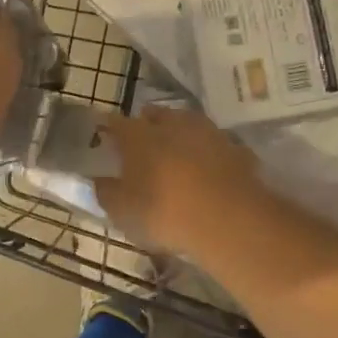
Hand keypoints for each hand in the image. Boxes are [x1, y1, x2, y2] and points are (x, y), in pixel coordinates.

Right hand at [93, 107, 262, 257]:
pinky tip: (206, 168)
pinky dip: (207, 153)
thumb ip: (107, 193)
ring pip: (188, 125)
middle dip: (147, 124)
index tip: (104, 135)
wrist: (230, 221)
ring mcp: (209, 134)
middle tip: (141, 142)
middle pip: (156, 116)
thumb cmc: (164, 213)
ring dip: (180, 134)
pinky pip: (214, 146)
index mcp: (139, 136)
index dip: (108, 128)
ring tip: (175, 152)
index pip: (116, 123)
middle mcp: (173, 125)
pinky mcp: (237, 150)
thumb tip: (100, 181)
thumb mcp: (123, 212)